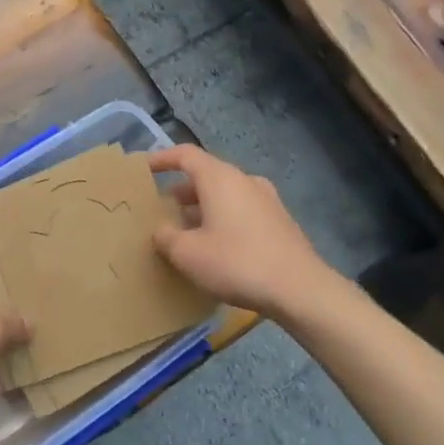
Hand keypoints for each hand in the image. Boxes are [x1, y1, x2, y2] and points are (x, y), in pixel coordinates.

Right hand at [150, 146, 330, 317]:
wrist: (300, 289)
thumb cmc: (236, 262)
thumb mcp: (187, 254)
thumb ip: (166, 237)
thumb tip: (161, 230)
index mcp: (220, 178)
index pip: (185, 155)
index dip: (162, 158)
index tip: (143, 168)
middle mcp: (244, 181)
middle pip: (206, 175)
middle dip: (181, 191)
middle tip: (161, 209)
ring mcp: (266, 200)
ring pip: (225, 195)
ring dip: (202, 208)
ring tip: (185, 231)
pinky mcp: (279, 222)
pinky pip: (241, 211)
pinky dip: (222, 219)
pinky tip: (215, 247)